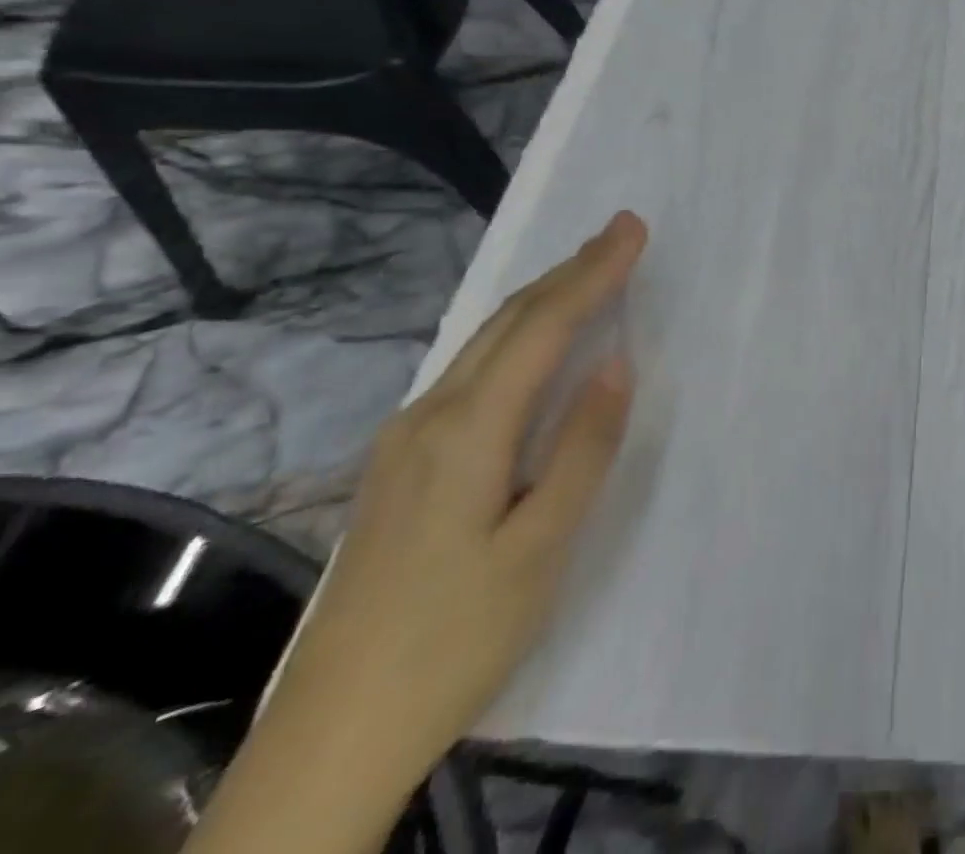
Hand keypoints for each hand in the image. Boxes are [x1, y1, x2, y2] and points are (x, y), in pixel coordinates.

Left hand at [265, 211, 647, 794]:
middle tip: (620, 232)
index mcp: (468, 431)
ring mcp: (406, 441)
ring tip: (588, 271)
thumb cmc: (456, 638)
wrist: (332, 736)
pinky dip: (515, 336)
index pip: (543, 328)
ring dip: (542, 299)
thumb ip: (583, 448)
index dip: (593, 273)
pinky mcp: (401, 465)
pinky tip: (532, 343)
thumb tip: (616, 364)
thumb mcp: (541, 547)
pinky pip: (471, 372)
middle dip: (569, 271)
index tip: (632, 228)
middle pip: (507, 322)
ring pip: (484, 344)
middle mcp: (430, 417)